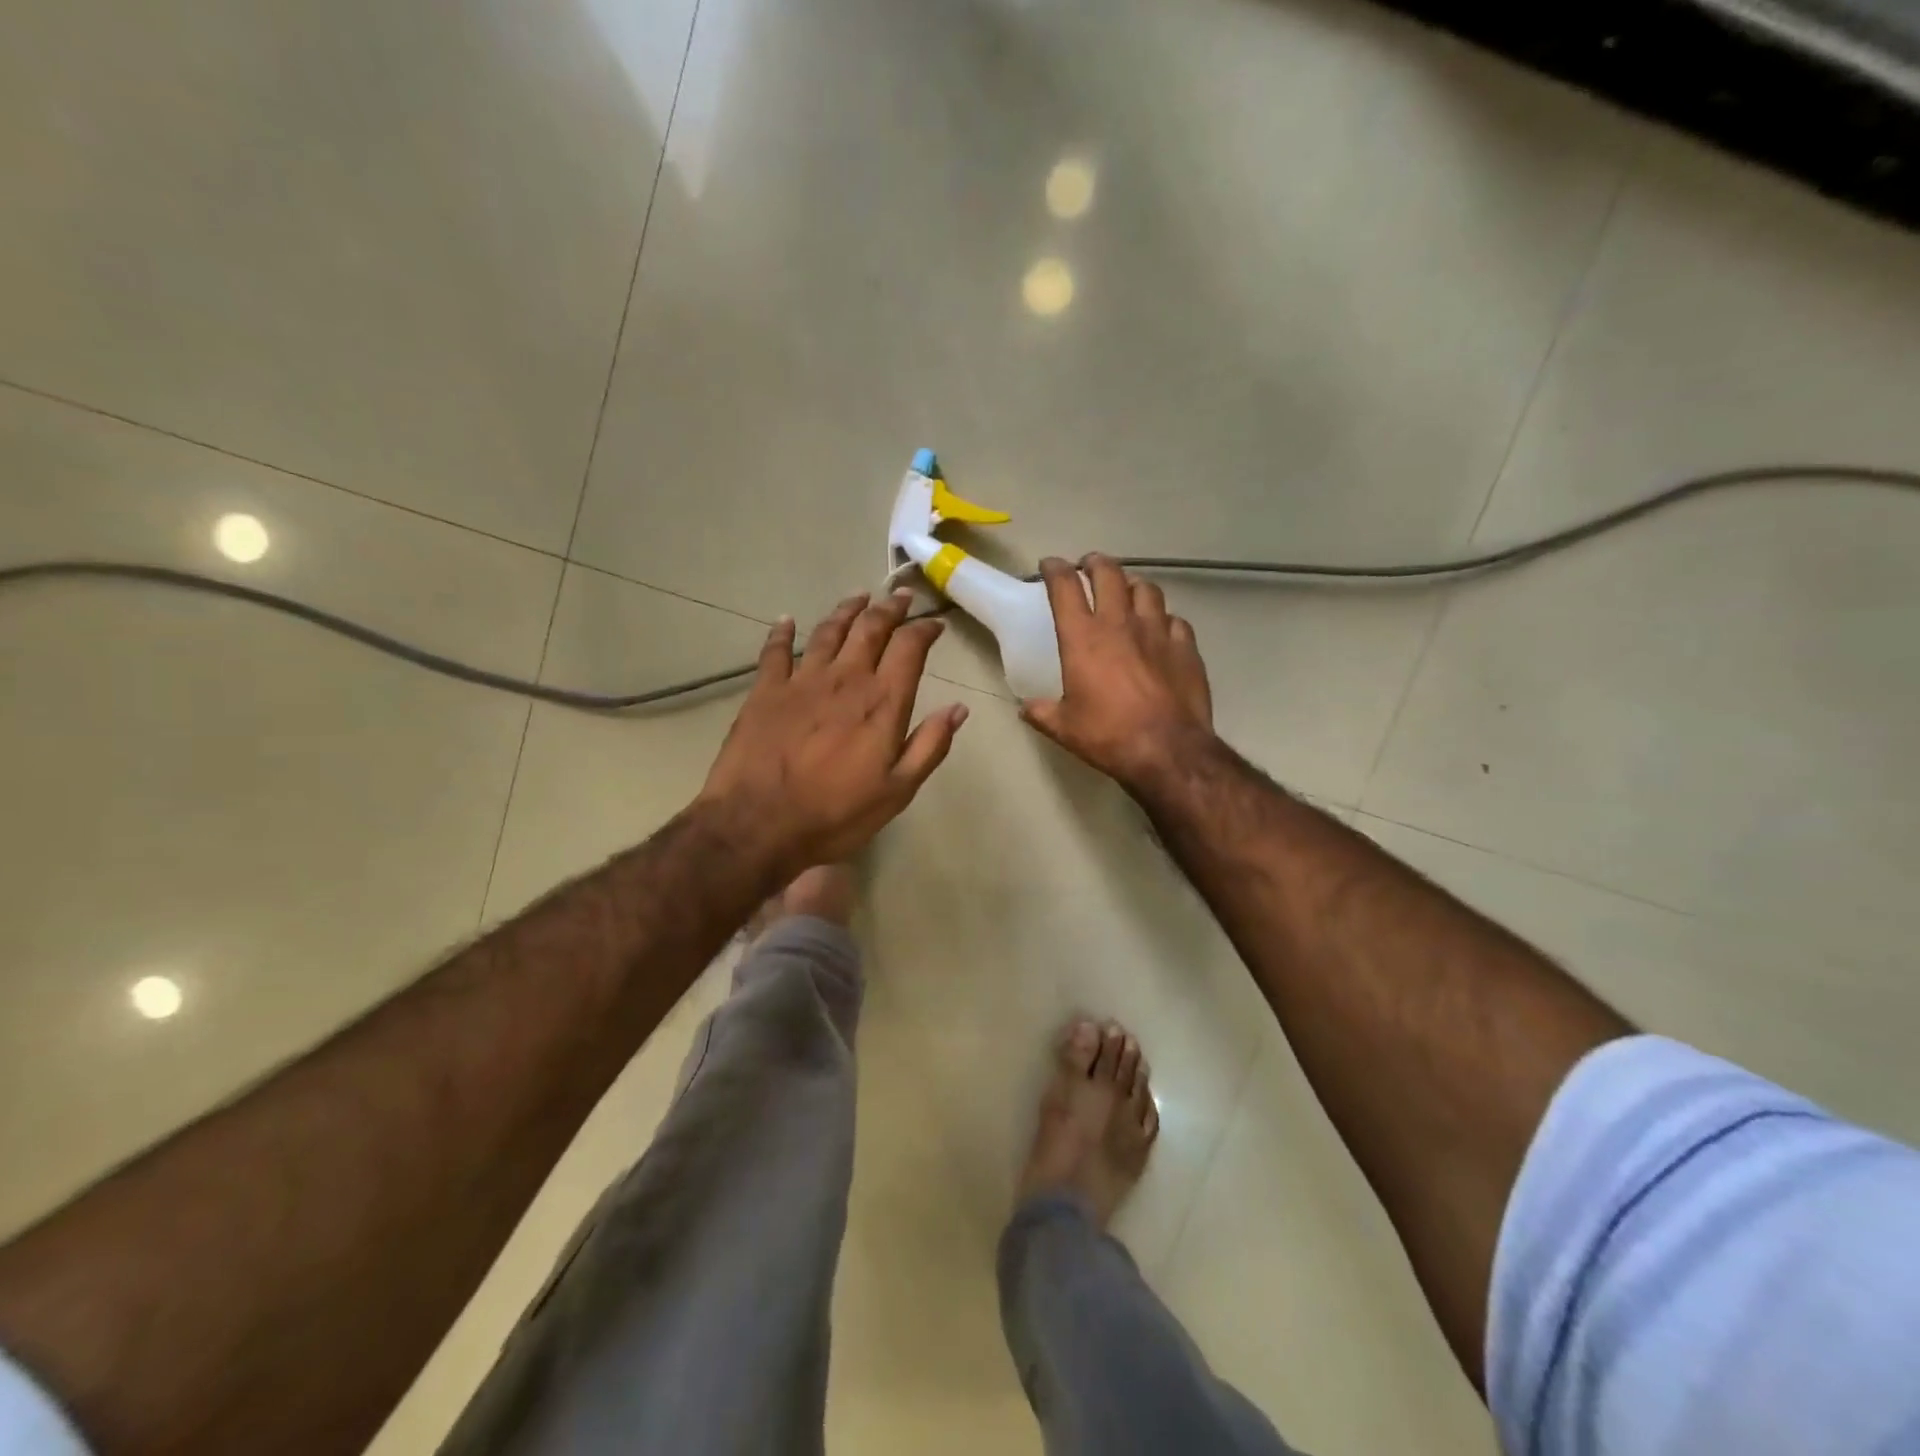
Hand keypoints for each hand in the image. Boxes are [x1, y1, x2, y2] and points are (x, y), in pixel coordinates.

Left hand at [697, 590, 967, 875]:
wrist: (757, 824)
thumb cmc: (835, 814)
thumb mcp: (897, 791)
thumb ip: (930, 746)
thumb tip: (958, 709)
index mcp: (881, 703)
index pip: (909, 648)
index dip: (924, 630)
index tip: (935, 624)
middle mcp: (845, 679)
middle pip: (870, 629)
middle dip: (890, 608)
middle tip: (901, 596)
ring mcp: (802, 681)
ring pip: (828, 631)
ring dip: (847, 611)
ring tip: (860, 597)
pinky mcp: (765, 690)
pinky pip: (775, 651)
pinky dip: (783, 632)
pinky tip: (787, 620)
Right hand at [1019, 554, 1214, 788]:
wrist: (1168, 750)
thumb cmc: (1108, 736)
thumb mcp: (1064, 728)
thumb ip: (1042, 713)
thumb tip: (1026, 709)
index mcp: (1083, 638)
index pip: (1065, 587)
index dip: (1055, 569)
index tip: (1049, 565)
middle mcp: (1120, 623)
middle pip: (1108, 573)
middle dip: (1095, 563)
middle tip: (1089, 566)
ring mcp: (1157, 631)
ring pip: (1146, 589)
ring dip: (1132, 584)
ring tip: (1127, 590)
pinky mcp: (1185, 646)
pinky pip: (1174, 619)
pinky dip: (1163, 619)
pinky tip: (1161, 629)